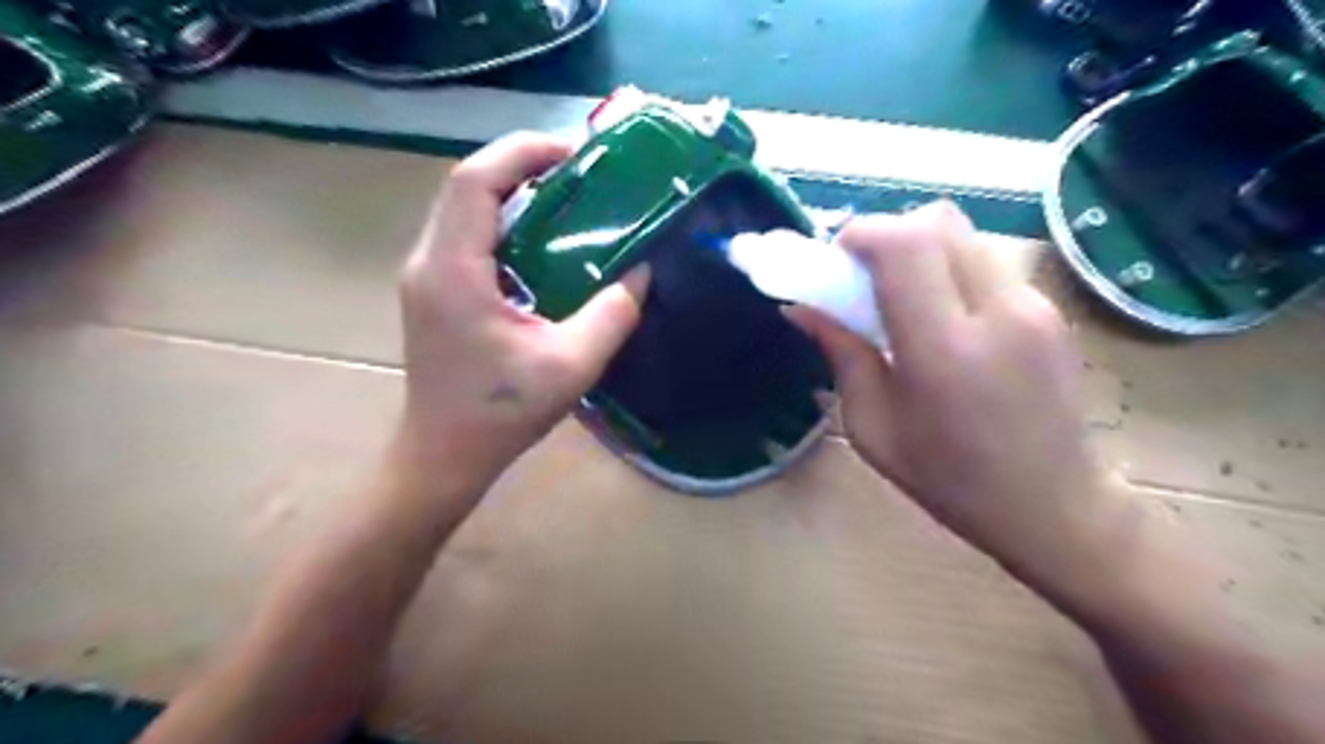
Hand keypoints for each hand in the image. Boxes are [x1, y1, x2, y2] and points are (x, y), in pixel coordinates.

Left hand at [396, 133, 651, 493]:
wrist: (443, 456)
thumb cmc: (499, 415)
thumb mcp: (570, 367)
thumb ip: (612, 315)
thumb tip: (642, 272)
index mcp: (453, 271)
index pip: (475, 180)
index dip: (523, 152)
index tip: (576, 154)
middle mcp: (429, 261)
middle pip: (468, 186)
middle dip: (523, 165)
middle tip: (580, 173)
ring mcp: (426, 276)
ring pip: (466, 209)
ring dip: (514, 193)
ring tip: (568, 198)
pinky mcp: (435, 292)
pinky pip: (468, 237)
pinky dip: (506, 223)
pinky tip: (543, 243)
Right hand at [785, 201, 1125, 576]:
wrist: (1054, 507)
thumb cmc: (949, 480)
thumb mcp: (873, 426)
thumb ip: (840, 354)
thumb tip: (802, 308)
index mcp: (943, 349)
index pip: (905, 245)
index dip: (861, 234)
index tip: (835, 259)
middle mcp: (997, 311)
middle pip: (937, 222)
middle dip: (888, 235)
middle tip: (863, 277)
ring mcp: (1034, 305)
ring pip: (963, 236)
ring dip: (919, 251)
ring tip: (901, 300)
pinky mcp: (1050, 309)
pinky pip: (985, 262)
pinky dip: (948, 270)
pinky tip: (941, 320)